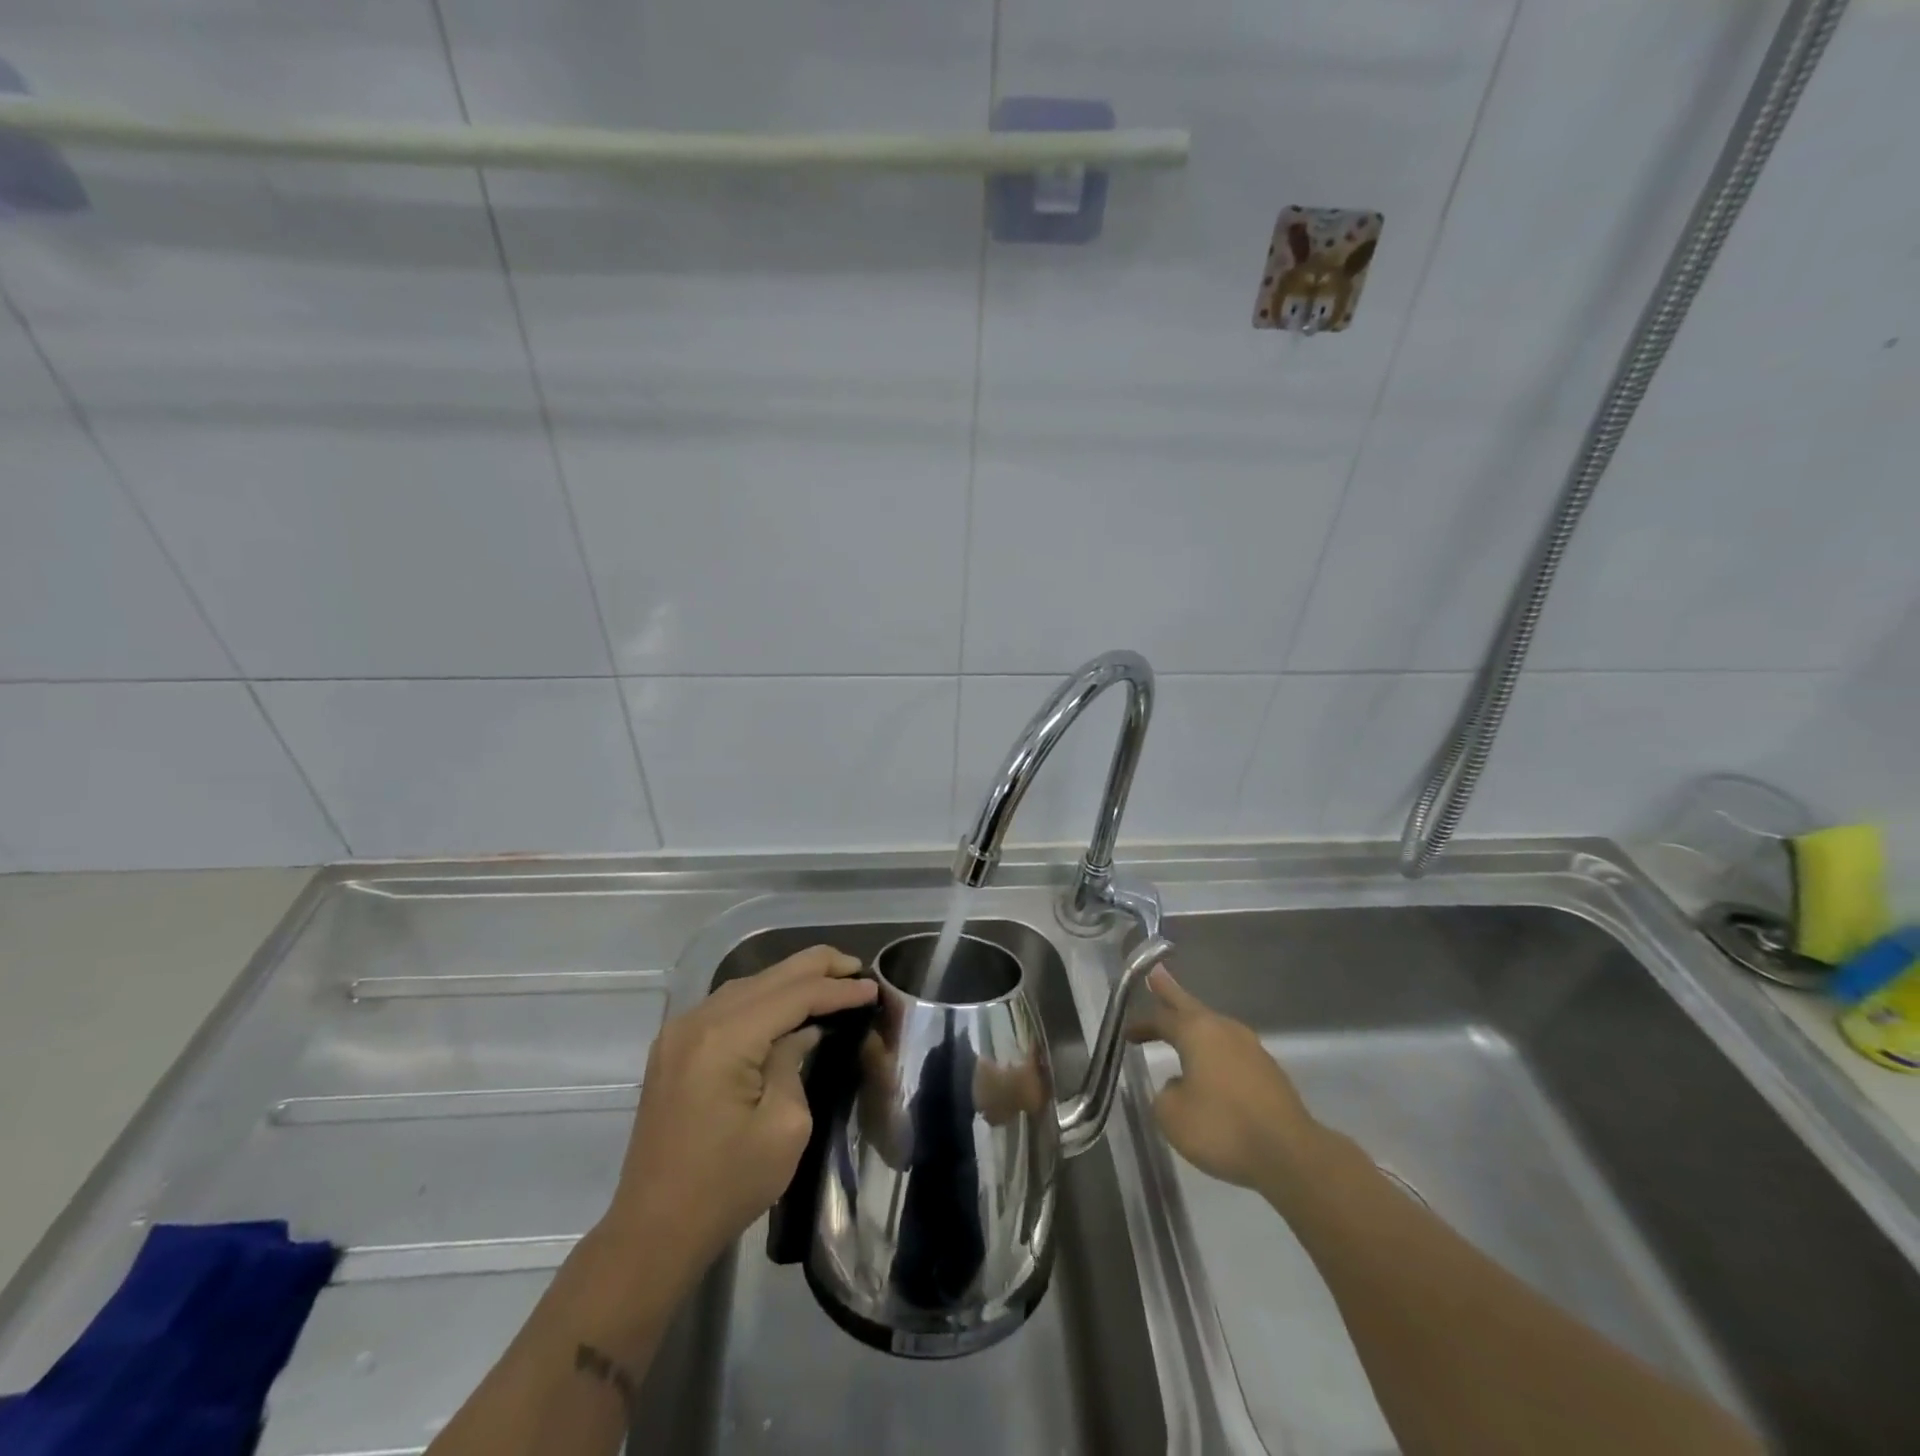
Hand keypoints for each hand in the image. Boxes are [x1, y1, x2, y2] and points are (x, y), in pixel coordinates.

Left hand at [601, 945, 876, 1283]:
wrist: (653, 1231)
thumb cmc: (726, 1186)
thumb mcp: (784, 1127)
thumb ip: (795, 1063)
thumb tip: (802, 1033)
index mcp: (725, 1039)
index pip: (794, 996)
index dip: (837, 990)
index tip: (874, 989)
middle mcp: (698, 1021)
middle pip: (768, 977)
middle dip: (817, 968)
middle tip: (858, 967)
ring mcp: (680, 1032)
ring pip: (747, 985)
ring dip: (790, 979)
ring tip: (831, 978)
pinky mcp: (674, 1048)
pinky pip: (728, 1005)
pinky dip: (764, 997)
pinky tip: (788, 1004)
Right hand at [1128, 966, 1328, 1203]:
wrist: (1290, 1155)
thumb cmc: (1222, 1127)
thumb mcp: (1172, 1116)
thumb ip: (1164, 1094)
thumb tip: (1178, 1086)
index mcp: (1197, 1031)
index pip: (1161, 1018)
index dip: (1141, 1023)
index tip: (1126, 1031)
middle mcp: (1224, 1030)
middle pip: (1190, 1006)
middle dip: (1170, 993)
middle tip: (1155, 974)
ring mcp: (1251, 1049)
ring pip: (1214, 1028)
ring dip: (1195, 1027)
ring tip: (1181, 1028)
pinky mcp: (1268, 1072)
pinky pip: (1231, 1052)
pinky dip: (1214, 1053)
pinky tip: (1211, 1071)